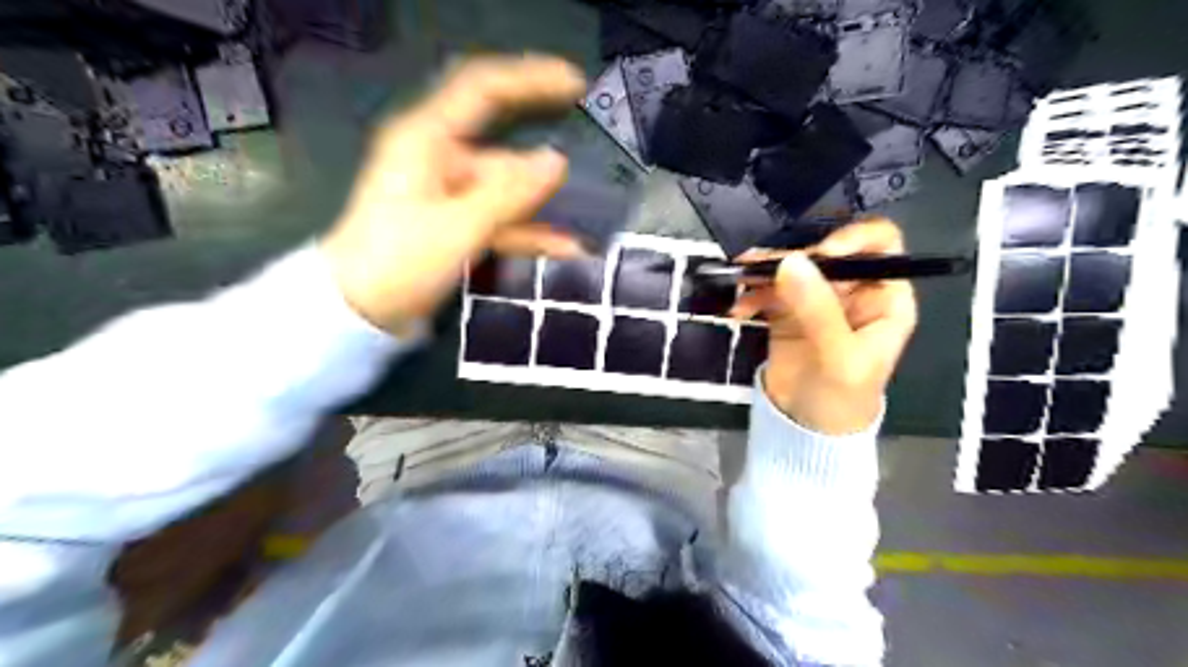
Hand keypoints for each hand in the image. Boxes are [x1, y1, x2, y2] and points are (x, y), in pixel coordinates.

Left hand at [321, 55, 587, 335]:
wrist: (359, 311)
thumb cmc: (399, 261)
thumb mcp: (459, 225)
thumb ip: (510, 193)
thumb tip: (558, 161)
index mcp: (427, 139)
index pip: (483, 89)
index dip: (530, 80)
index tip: (576, 85)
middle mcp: (439, 159)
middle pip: (501, 156)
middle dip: (539, 178)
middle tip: (583, 191)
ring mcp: (449, 195)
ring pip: (504, 194)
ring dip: (539, 215)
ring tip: (579, 239)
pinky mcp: (455, 224)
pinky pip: (499, 221)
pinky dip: (526, 234)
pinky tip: (563, 250)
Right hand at [735, 218, 915, 438]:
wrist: (807, 429)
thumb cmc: (841, 397)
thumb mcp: (839, 356)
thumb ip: (817, 309)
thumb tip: (791, 261)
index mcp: (883, 297)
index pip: (879, 246)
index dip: (852, 239)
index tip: (820, 254)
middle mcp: (852, 291)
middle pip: (826, 253)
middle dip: (794, 258)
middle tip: (762, 268)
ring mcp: (817, 299)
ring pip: (793, 268)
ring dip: (765, 272)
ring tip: (740, 280)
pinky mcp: (787, 310)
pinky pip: (769, 289)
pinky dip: (751, 293)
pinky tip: (738, 308)